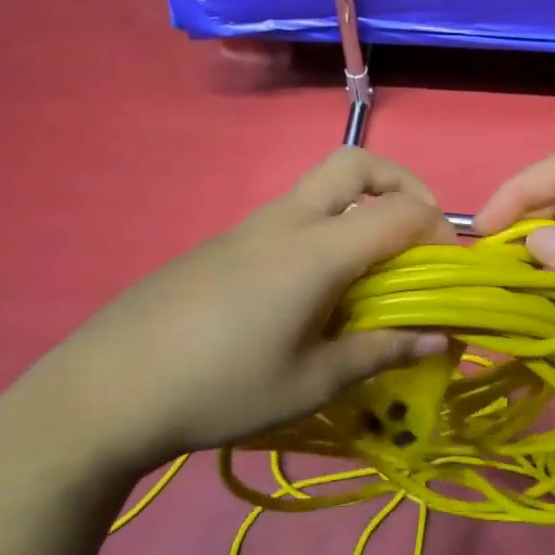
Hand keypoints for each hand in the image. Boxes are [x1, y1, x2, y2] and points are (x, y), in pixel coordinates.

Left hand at [32, 149, 454, 476]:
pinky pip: (290, 218)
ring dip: (360, 210)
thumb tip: (442, 339)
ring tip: (368, 276)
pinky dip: (324, 233)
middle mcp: (285, 221)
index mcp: (315, 250)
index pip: (399, 213)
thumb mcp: (312, 382)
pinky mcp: (222, 243)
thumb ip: (381, 351)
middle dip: (402, 184)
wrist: (106, 389)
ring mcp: (248, 227)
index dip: (438, 233)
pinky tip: (308, 296)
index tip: (448, 273)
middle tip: (417, 235)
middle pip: (357, 164)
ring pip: (320, 189)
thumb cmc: (221, 387)